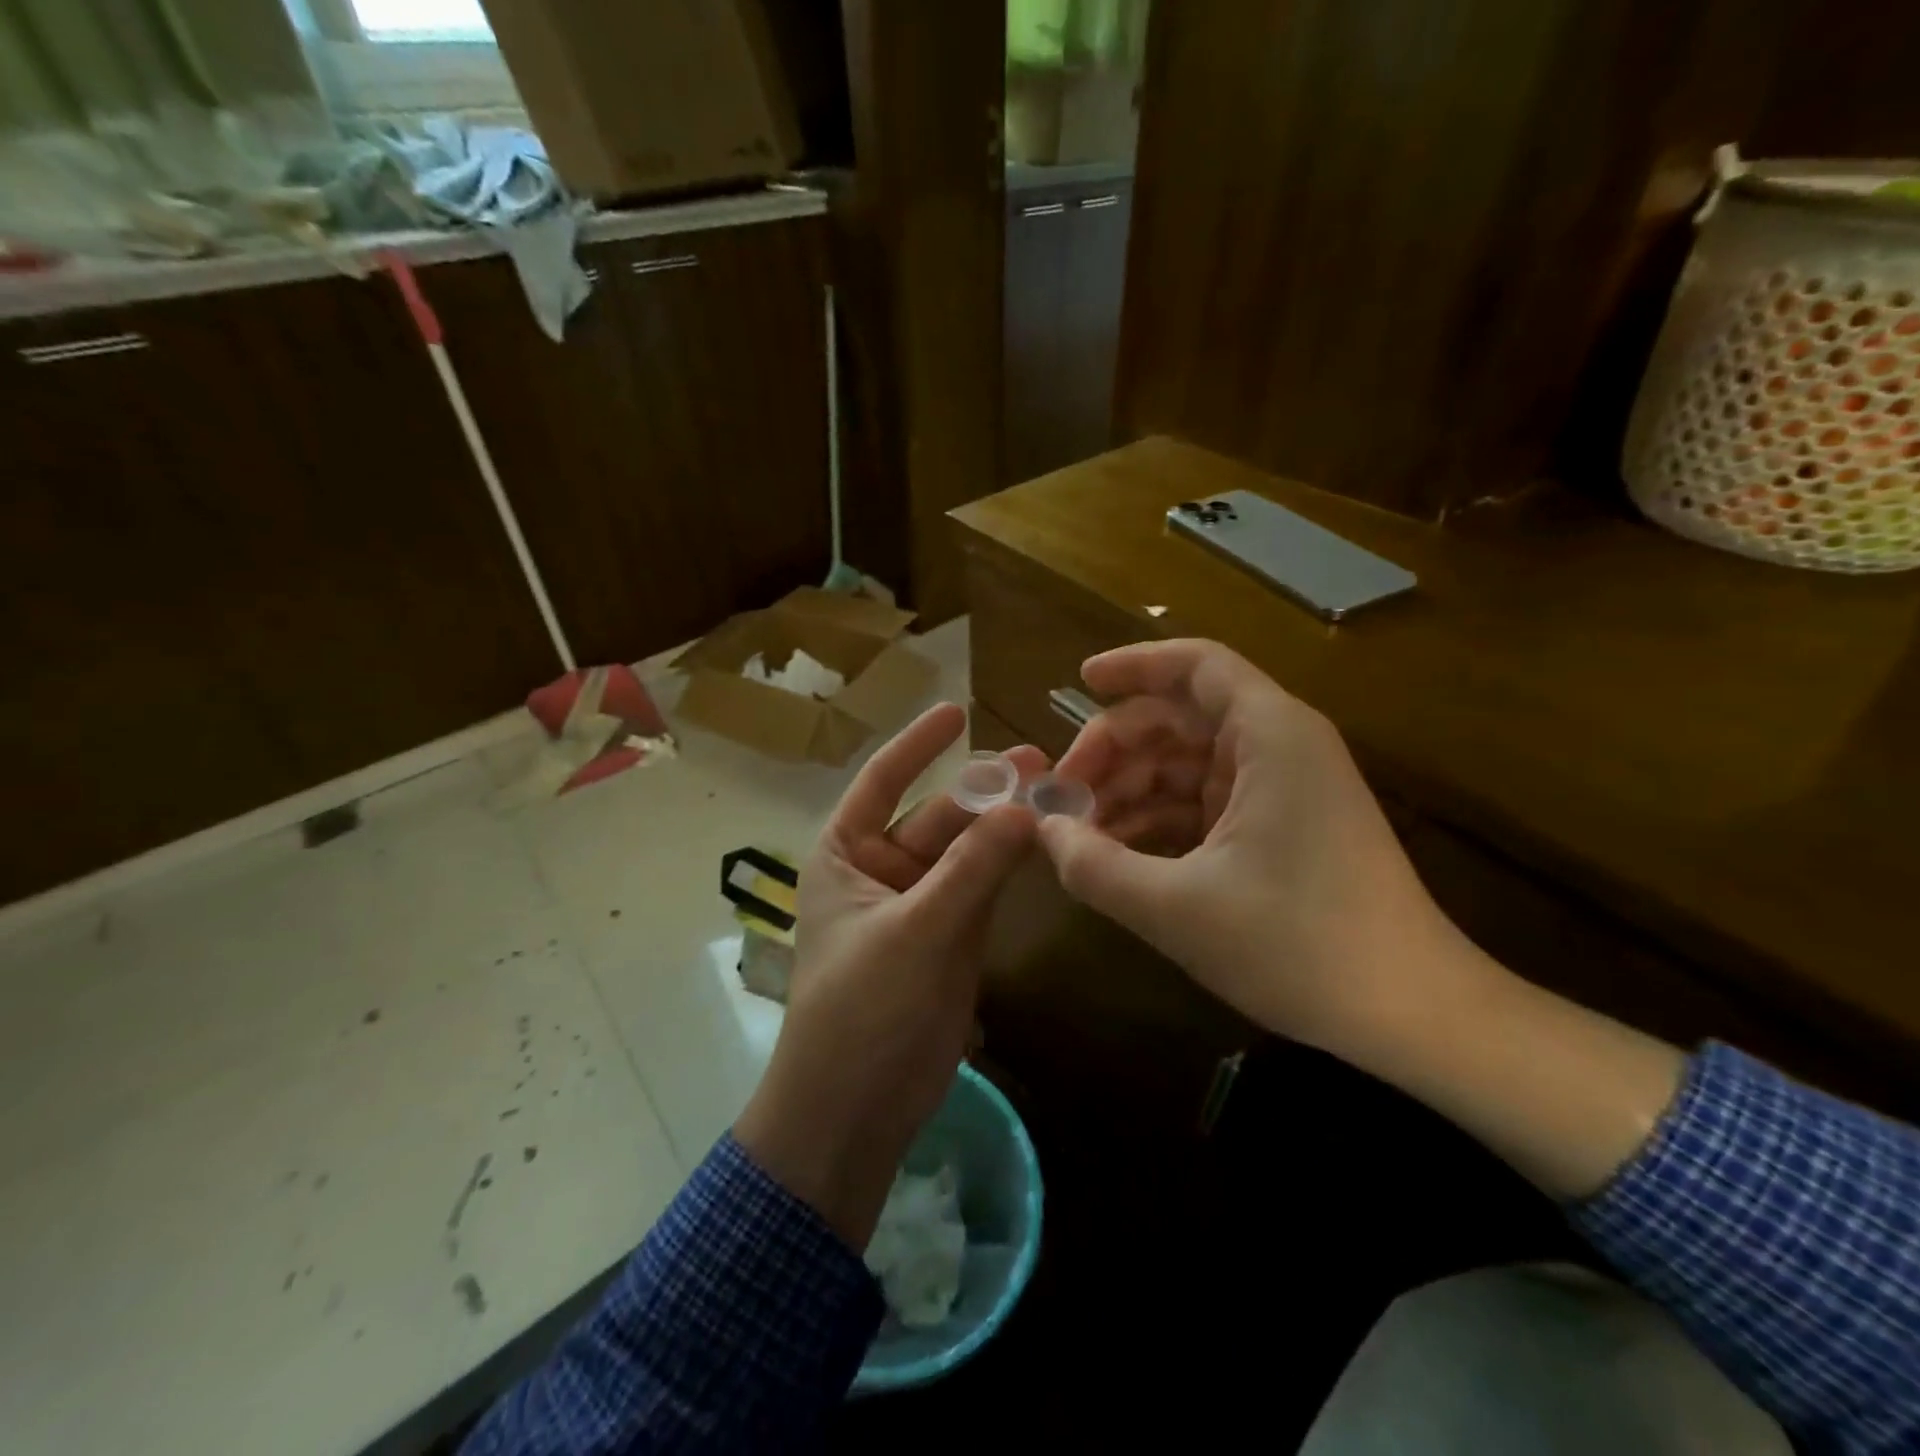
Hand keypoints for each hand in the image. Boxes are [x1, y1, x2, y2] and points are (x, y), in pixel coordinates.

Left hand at [735, 703, 1042, 1247]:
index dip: (918, 744)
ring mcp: (920, 903)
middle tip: (1037, 761)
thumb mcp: (915, 931)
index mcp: (845, 853)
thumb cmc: (862, 1009)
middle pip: (937, 815)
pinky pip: (984, 887)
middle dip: (983, 790)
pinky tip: (1046, 841)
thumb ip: (972, 869)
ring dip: (1004, 825)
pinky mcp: (951, 938)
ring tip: (1054, 791)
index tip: (957, 710)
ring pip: (967, 851)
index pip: (882, 780)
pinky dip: (1011, 866)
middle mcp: (880, 868)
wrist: (855, 1111)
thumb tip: (1025, 808)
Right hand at [1042, 640, 1480, 1065]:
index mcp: (1270, 736)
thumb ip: (1095, 867)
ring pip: (1187, 763)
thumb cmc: (1299, 945)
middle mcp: (1280, 747)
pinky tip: (1118, 854)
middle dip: (1115, 748)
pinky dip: (1159, 819)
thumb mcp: (1176, 908)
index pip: (1195, 666)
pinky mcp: (1282, 828)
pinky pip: (1204, 803)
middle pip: (1180, 717)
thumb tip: (1043, 833)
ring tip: (1079, 833)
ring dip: (1130, 789)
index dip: (1133, 665)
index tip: (1078, 683)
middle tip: (1061, 793)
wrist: (1411, 1015)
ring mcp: (1283, 789)